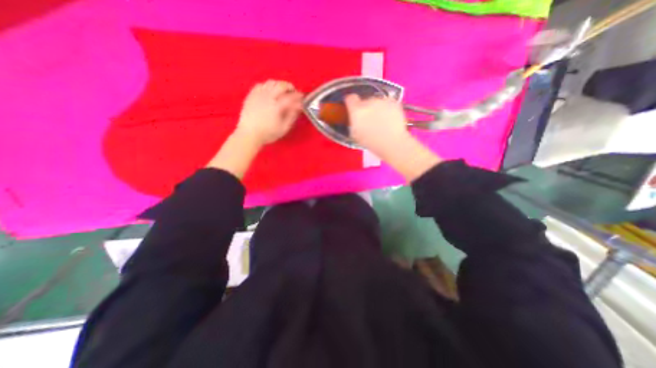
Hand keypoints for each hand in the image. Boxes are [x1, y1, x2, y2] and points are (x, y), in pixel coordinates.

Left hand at [236, 80, 303, 146]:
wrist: (249, 134)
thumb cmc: (268, 133)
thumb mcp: (284, 128)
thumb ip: (292, 116)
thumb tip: (298, 107)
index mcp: (277, 106)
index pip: (290, 97)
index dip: (298, 96)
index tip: (302, 97)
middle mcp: (267, 97)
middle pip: (281, 85)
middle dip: (289, 87)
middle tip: (293, 92)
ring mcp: (258, 95)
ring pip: (271, 82)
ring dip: (279, 84)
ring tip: (283, 91)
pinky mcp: (251, 95)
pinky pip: (260, 85)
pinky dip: (268, 85)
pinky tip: (270, 91)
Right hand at [344, 93, 439, 181]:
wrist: (393, 143)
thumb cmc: (372, 142)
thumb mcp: (356, 134)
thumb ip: (354, 121)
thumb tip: (355, 116)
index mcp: (357, 111)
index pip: (350, 98)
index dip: (351, 103)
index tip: (353, 108)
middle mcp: (369, 101)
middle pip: (365, 100)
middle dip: (366, 108)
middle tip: (370, 120)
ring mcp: (382, 100)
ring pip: (377, 101)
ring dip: (377, 108)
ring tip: (382, 121)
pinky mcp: (394, 102)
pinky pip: (387, 103)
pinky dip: (387, 108)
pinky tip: (390, 119)